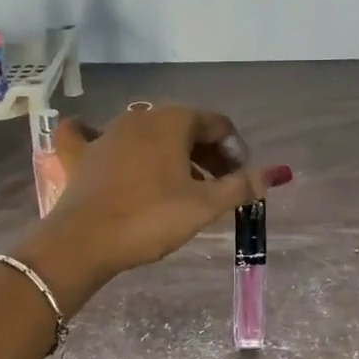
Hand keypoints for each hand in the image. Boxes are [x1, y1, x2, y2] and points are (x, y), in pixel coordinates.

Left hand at [18, 104, 289, 308]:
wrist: (83, 242)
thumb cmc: (150, 218)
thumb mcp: (203, 205)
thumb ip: (241, 186)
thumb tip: (277, 172)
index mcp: (173, 120)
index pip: (218, 124)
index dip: (236, 150)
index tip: (241, 181)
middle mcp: (140, 116)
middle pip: (185, 127)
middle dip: (207, 154)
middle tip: (219, 188)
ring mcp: (107, 133)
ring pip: (149, 135)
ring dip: (172, 155)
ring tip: (182, 187)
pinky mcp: (81, 154)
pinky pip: (93, 136)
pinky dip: (106, 141)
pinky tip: (105, 146)